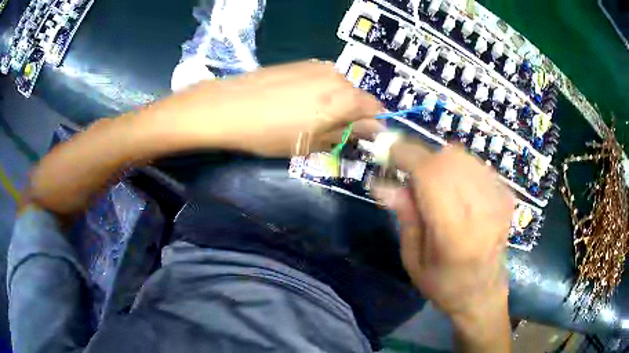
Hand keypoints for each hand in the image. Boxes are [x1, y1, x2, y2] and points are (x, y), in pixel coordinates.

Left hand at [173, 60, 384, 156]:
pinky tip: (297, 101)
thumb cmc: (270, 132)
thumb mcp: (312, 143)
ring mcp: (319, 66)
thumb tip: (370, 130)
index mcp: (346, 98)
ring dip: (334, 103)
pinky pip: (323, 79)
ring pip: (340, 88)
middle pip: (358, 98)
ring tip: (308, 116)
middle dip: (351, 115)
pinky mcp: (302, 63)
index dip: (371, 126)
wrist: (229, 106)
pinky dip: (320, 92)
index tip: (359, 138)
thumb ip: (346, 134)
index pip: (376, 110)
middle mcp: (339, 76)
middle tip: (330, 131)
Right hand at [374, 142, 513, 318]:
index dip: (407, 156)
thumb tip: (383, 183)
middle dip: (422, 158)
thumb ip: (405, 217)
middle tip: (410, 175)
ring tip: (432, 185)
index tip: (389, 152)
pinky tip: (455, 190)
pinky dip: (459, 168)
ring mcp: (498, 200)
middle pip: (449, 158)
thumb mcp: (413, 260)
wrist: (483, 293)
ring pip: (463, 157)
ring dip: (440, 162)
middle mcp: (482, 211)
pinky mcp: (506, 196)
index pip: (431, 175)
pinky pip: (476, 165)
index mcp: (455, 234)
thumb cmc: (444, 285)